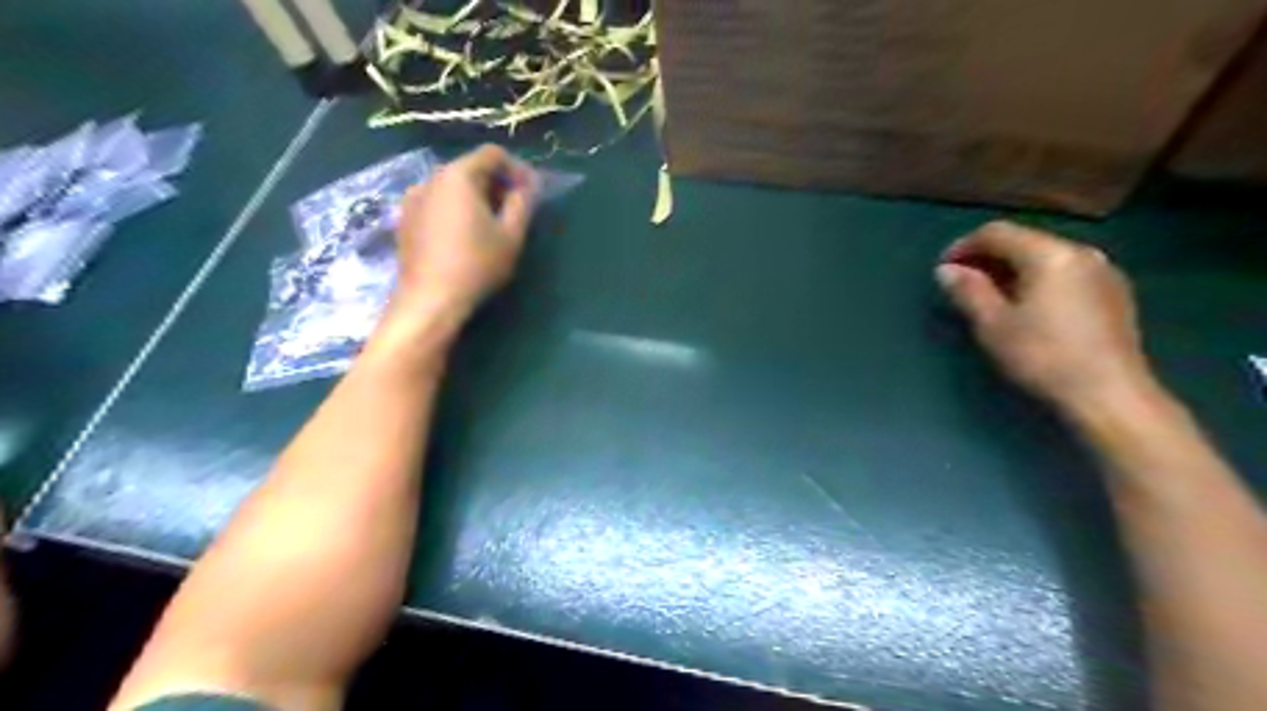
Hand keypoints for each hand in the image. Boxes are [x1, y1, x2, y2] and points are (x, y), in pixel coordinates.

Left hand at [395, 147, 534, 323]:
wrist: (429, 300)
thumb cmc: (476, 265)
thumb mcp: (511, 235)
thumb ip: (522, 203)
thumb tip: (526, 186)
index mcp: (458, 175)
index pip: (492, 154)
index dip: (517, 168)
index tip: (531, 192)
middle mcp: (430, 179)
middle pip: (470, 168)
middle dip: (497, 184)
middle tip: (515, 210)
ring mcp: (412, 199)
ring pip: (452, 187)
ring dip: (476, 198)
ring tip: (491, 226)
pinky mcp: (404, 220)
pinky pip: (437, 203)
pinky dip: (456, 210)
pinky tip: (465, 237)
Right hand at [934, 223, 1154, 411]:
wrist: (1109, 394)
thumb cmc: (1043, 356)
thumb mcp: (993, 325)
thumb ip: (968, 290)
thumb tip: (946, 270)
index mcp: (1049, 254)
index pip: (997, 233)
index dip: (963, 246)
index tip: (943, 269)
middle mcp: (1080, 252)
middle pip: (1024, 240)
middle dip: (988, 257)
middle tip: (962, 282)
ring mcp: (1103, 271)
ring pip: (1045, 256)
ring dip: (1012, 268)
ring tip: (989, 295)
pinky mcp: (1113, 293)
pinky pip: (1064, 272)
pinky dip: (1037, 279)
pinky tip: (1025, 305)